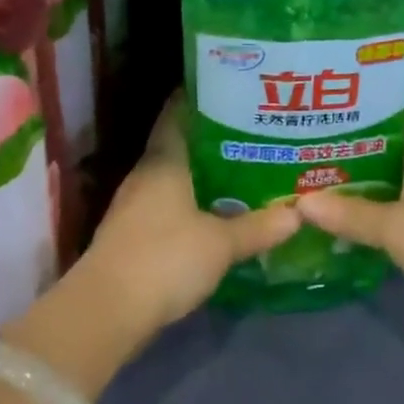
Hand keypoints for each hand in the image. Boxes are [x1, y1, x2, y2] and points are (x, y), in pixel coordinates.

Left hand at [77, 93, 299, 337]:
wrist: (105, 313)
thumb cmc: (164, 258)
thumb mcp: (220, 244)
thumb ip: (257, 227)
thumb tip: (298, 213)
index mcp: (164, 160)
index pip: (178, 113)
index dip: (200, 98)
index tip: (231, 89)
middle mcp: (146, 175)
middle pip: (180, 145)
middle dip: (213, 139)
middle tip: (252, 132)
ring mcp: (135, 206)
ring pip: (175, 178)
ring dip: (203, 175)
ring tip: (243, 170)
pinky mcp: (133, 236)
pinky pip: (169, 206)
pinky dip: (192, 204)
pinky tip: (217, 214)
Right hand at [295, 95, 403, 331]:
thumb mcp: (394, 226)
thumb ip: (350, 214)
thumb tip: (301, 202)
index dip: (386, 91)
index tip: (353, 83)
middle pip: (397, 143)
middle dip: (362, 138)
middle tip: (319, 130)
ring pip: (397, 179)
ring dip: (368, 177)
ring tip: (324, 168)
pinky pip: (402, 210)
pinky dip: (379, 209)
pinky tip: (350, 212)